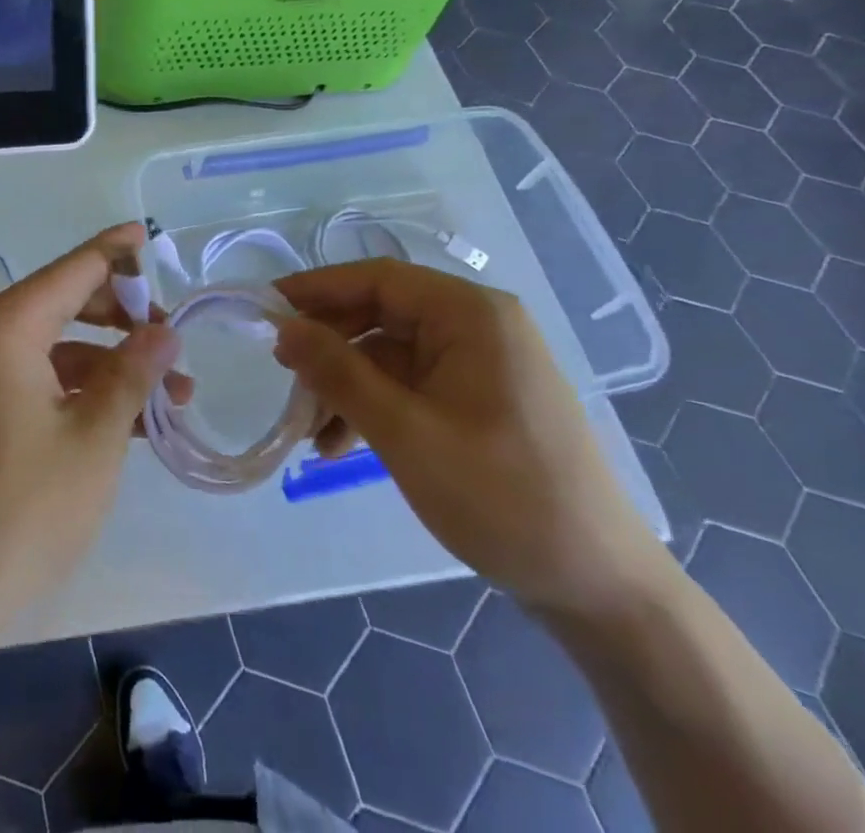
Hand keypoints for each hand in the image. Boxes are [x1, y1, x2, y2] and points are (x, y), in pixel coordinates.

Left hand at [0, 223, 186, 631]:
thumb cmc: (24, 507)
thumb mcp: (96, 437)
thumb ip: (133, 373)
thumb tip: (164, 333)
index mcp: (7, 326)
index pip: (74, 269)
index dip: (115, 252)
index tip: (148, 234)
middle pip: (64, 302)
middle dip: (122, 317)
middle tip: (173, 342)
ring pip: (54, 345)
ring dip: (108, 363)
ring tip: (169, 395)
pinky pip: (35, 376)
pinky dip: (78, 388)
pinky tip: (126, 418)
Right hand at [274, 261, 667, 616]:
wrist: (599, 587)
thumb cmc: (503, 498)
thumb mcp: (406, 434)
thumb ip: (339, 373)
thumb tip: (283, 327)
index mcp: (470, 314)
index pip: (377, 278)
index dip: (316, 289)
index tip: (264, 310)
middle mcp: (477, 325)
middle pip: (381, 314)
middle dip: (329, 347)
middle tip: (283, 378)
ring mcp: (480, 362)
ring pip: (389, 354)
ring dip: (346, 386)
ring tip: (308, 432)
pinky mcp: (479, 397)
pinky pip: (410, 385)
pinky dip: (373, 407)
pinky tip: (340, 446)